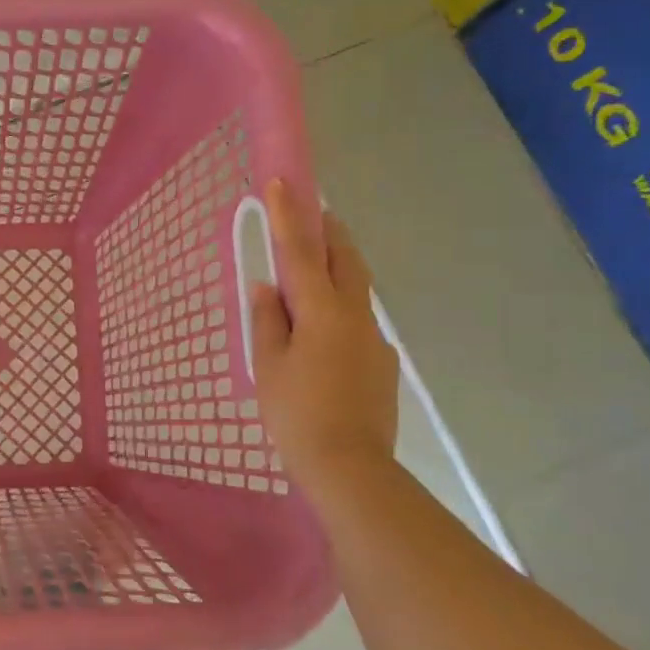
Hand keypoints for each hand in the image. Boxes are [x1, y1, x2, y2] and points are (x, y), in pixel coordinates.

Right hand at [250, 179, 399, 485]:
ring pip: (355, 290)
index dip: (289, 216)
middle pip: (345, 260)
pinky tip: (321, 337)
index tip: (283, 182)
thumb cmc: (296, 414)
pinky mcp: (381, 364)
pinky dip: (339, 311)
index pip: (301, 252)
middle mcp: (355, 316)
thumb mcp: (268, 365)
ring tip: (313, 273)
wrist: (350, 467)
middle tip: (315, 213)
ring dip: (337, 269)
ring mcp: (374, 340)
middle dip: (329, 231)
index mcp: (322, 312)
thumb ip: (268, 320)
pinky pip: (357, 323)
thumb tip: (268, 287)